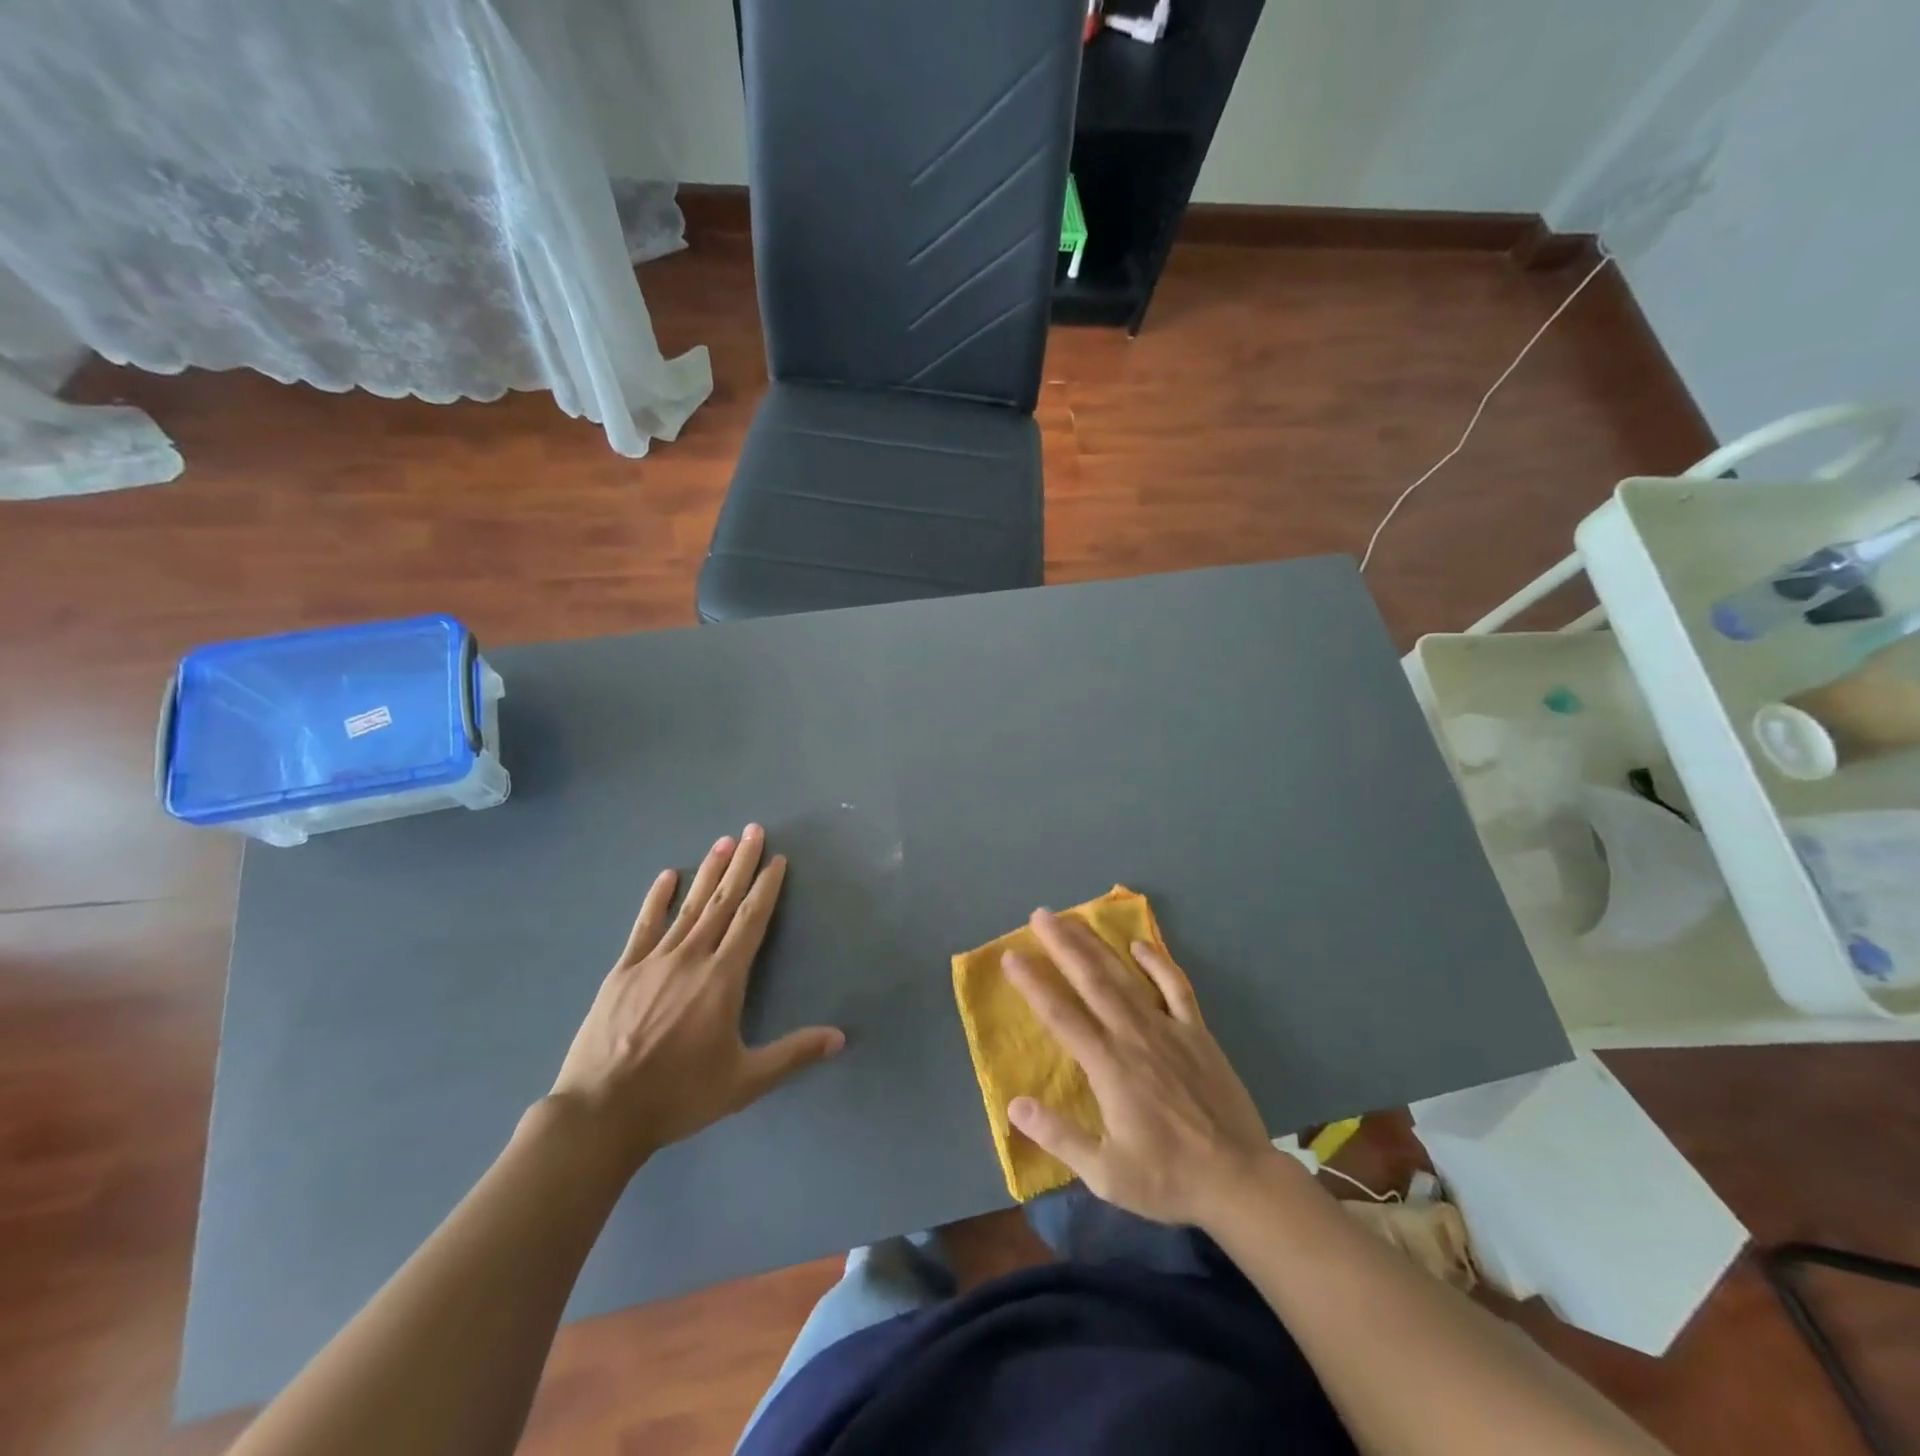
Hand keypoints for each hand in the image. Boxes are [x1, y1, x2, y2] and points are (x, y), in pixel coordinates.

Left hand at [546, 824, 843, 1174]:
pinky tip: (667, 875)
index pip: (751, 920)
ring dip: (708, 872)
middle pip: (723, 901)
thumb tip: (841, 1038)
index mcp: (723, 978)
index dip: (766, 887)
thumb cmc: (679, 1095)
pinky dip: (658, 898)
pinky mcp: (623, 970)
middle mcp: (692, 957)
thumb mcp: (745, 1081)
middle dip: (741, 864)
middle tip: (753, 830)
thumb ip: (793, 1054)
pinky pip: (645, 925)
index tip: (776, 859)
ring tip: (722, 842)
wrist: (602, 1112)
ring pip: (689, 906)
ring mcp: (654, 960)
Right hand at [1003, 911, 1272, 1227]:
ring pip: (1126, 976)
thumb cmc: (1167, 1178)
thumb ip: (1059, 1136)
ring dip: (1097, 945)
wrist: (1239, 1180)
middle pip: (1091, 980)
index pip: (1061, 1015)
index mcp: (1108, 1066)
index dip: (1033, 983)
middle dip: (1063, 945)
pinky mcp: (1196, 1032)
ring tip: (1074, 920)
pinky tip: (1140, 945)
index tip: (1010, 955)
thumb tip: (1014, 1105)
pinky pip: (1176, 987)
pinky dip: (1158, 963)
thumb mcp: (1105, 1173)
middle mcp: (1133, 1035)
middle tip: (1040, 915)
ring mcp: (1168, 1029)